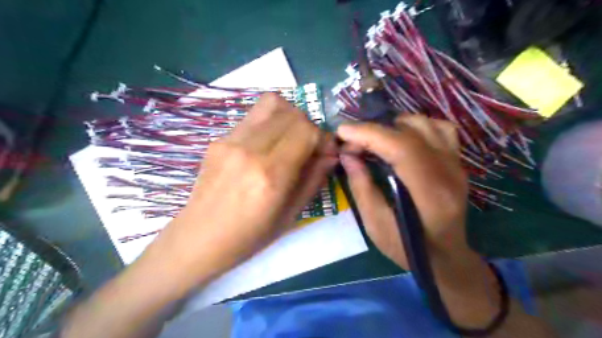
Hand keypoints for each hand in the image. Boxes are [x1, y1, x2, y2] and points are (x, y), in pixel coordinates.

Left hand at [147, 92, 337, 279]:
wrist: (199, 237)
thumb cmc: (249, 236)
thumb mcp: (290, 215)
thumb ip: (314, 179)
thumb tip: (331, 154)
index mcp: (270, 175)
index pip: (306, 131)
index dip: (323, 138)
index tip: (325, 152)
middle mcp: (250, 150)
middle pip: (291, 113)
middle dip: (309, 126)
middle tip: (308, 146)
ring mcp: (230, 140)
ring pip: (271, 104)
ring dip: (289, 117)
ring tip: (289, 139)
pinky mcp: (218, 138)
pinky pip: (253, 116)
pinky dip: (270, 123)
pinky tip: (266, 145)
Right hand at [336, 117, 466, 268]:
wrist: (446, 257)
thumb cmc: (408, 248)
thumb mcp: (376, 225)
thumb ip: (361, 187)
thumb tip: (347, 155)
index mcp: (430, 194)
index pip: (402, 148)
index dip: (369, 134)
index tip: (343, 132)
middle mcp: (449, 173)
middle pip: (411, 132)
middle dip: (374, 130)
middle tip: (352, 142)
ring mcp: (457, 165)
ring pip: (427, 124)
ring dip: (394, 126)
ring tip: (375, 140)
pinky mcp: (457, 162)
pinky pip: (441, 129)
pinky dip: (417, 127)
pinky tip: (402, 139)